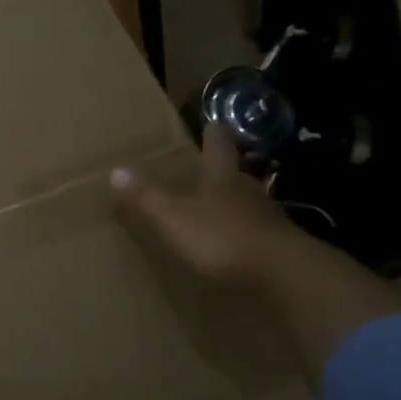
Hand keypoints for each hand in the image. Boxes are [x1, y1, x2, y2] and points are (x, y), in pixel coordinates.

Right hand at [110, 123, 303, 291]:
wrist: (284, 275)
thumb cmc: (222, 237)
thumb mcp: (174, 218)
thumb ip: (147, 197)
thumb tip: (116, 170)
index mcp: (222, 178)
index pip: (218, 147)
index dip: (212, 135)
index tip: (211, 124)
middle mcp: (249, 192)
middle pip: (235, 175)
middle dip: (222, 173)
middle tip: (207, 173)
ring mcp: (269, 219)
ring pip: (248, 204)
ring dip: (234, 206)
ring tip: (217, 211)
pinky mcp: (281, 247)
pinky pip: (258, 234)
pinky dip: (245, 235)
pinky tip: (236, 246)